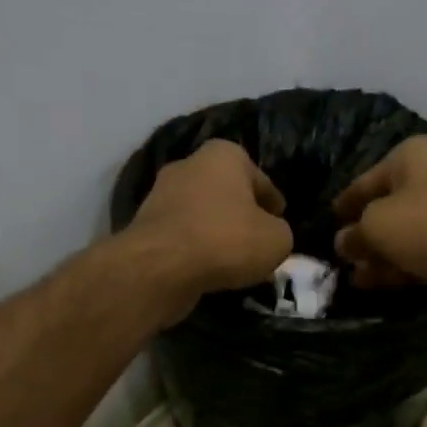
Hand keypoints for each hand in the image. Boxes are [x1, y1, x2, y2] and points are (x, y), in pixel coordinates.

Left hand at [123, 140, 292, 323]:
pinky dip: (196, 250)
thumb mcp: (277, 239)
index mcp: (224, 155)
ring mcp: (161, 194)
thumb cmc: (226, 240)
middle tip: (258, 243)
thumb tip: (271, 235)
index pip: (261, 180)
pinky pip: (183, 236)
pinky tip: (209, 271)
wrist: (161, 266)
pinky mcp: (145, 225)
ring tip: (235, 263)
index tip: (280, 223)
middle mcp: (189, 165)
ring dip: (218, 234)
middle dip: (242, 216)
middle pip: (228, 194)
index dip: (274, 204)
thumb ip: (280, 232)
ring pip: (203, 215)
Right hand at [332, 136, 426, 322]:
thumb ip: (355, 233)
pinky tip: (377, 284)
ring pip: (404, 236)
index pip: (363, 182)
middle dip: (361, 235)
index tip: (324, 226)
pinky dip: (401, 268)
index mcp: (410, 157)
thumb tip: (343, 242)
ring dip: (379, 256)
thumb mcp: (379, 224)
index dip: (342, 206)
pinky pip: (422, 256)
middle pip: (385, 208)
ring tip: (351, 279)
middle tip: (336, 261)